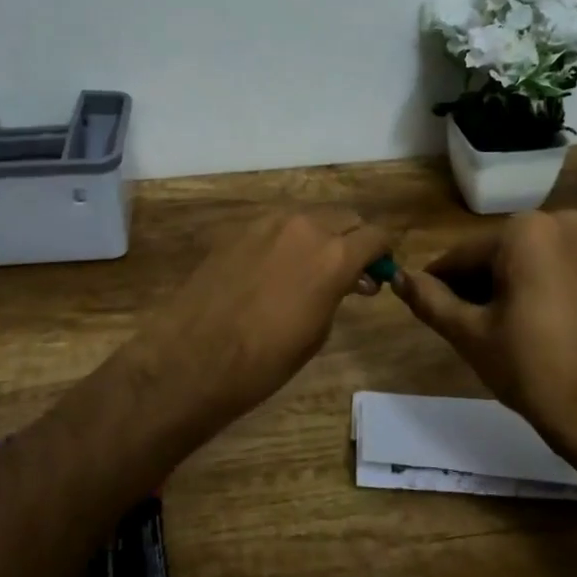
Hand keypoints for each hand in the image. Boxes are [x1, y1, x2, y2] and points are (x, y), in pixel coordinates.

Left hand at [141, 209, 392, 427]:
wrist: (194, 356)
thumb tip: (351, 279)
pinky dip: (287, 239)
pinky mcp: (238, 228)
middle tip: (349, 269)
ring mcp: (268, 222)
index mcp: (334, 255)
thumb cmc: (266, 360)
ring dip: (320, 235)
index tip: (379, 270)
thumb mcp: (318, 330)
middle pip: (344, 217)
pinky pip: (276, 225)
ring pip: (309, 216)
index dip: (382, 252)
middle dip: (353, 238)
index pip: (376, 235)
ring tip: (310, 267)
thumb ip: (339, 291)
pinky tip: (274, 268)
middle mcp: (305, 227)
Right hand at [392, 210, 576, 452]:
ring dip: (497, 292)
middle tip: (458, 330)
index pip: (462, 255)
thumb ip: (430, 300)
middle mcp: (559, 223)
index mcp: (526, 230)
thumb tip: (398, 278)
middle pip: (492, 256)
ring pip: (518, 264)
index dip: (438, 284)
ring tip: (488, 336)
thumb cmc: (534, 368)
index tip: (422, 310)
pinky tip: (518, 331)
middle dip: (471, 289)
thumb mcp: (470, 333)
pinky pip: (546, 271)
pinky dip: (526, 293)